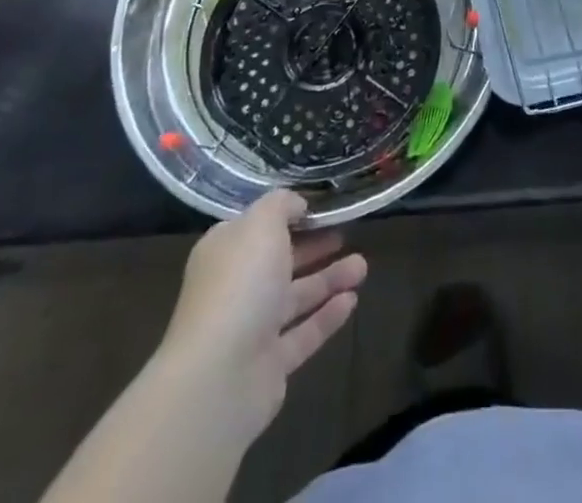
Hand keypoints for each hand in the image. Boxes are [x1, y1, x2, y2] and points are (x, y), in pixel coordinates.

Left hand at [159, 191, 366, 447]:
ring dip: (329, 279)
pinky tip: (353, 300)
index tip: (320, 207)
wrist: (218, 377)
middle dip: (314, 247)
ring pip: (296, 297)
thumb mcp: (262, 223)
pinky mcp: (269, 365)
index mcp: (225, 252)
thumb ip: (281, 204)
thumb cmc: (240, 283)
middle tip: (346, 232)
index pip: (257, 227)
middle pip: (279, 262)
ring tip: (363, 266)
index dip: (287, 215)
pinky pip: (303, 333)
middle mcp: (236, 287)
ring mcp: (251, 329)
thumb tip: (297, 205)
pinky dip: (327, 316)